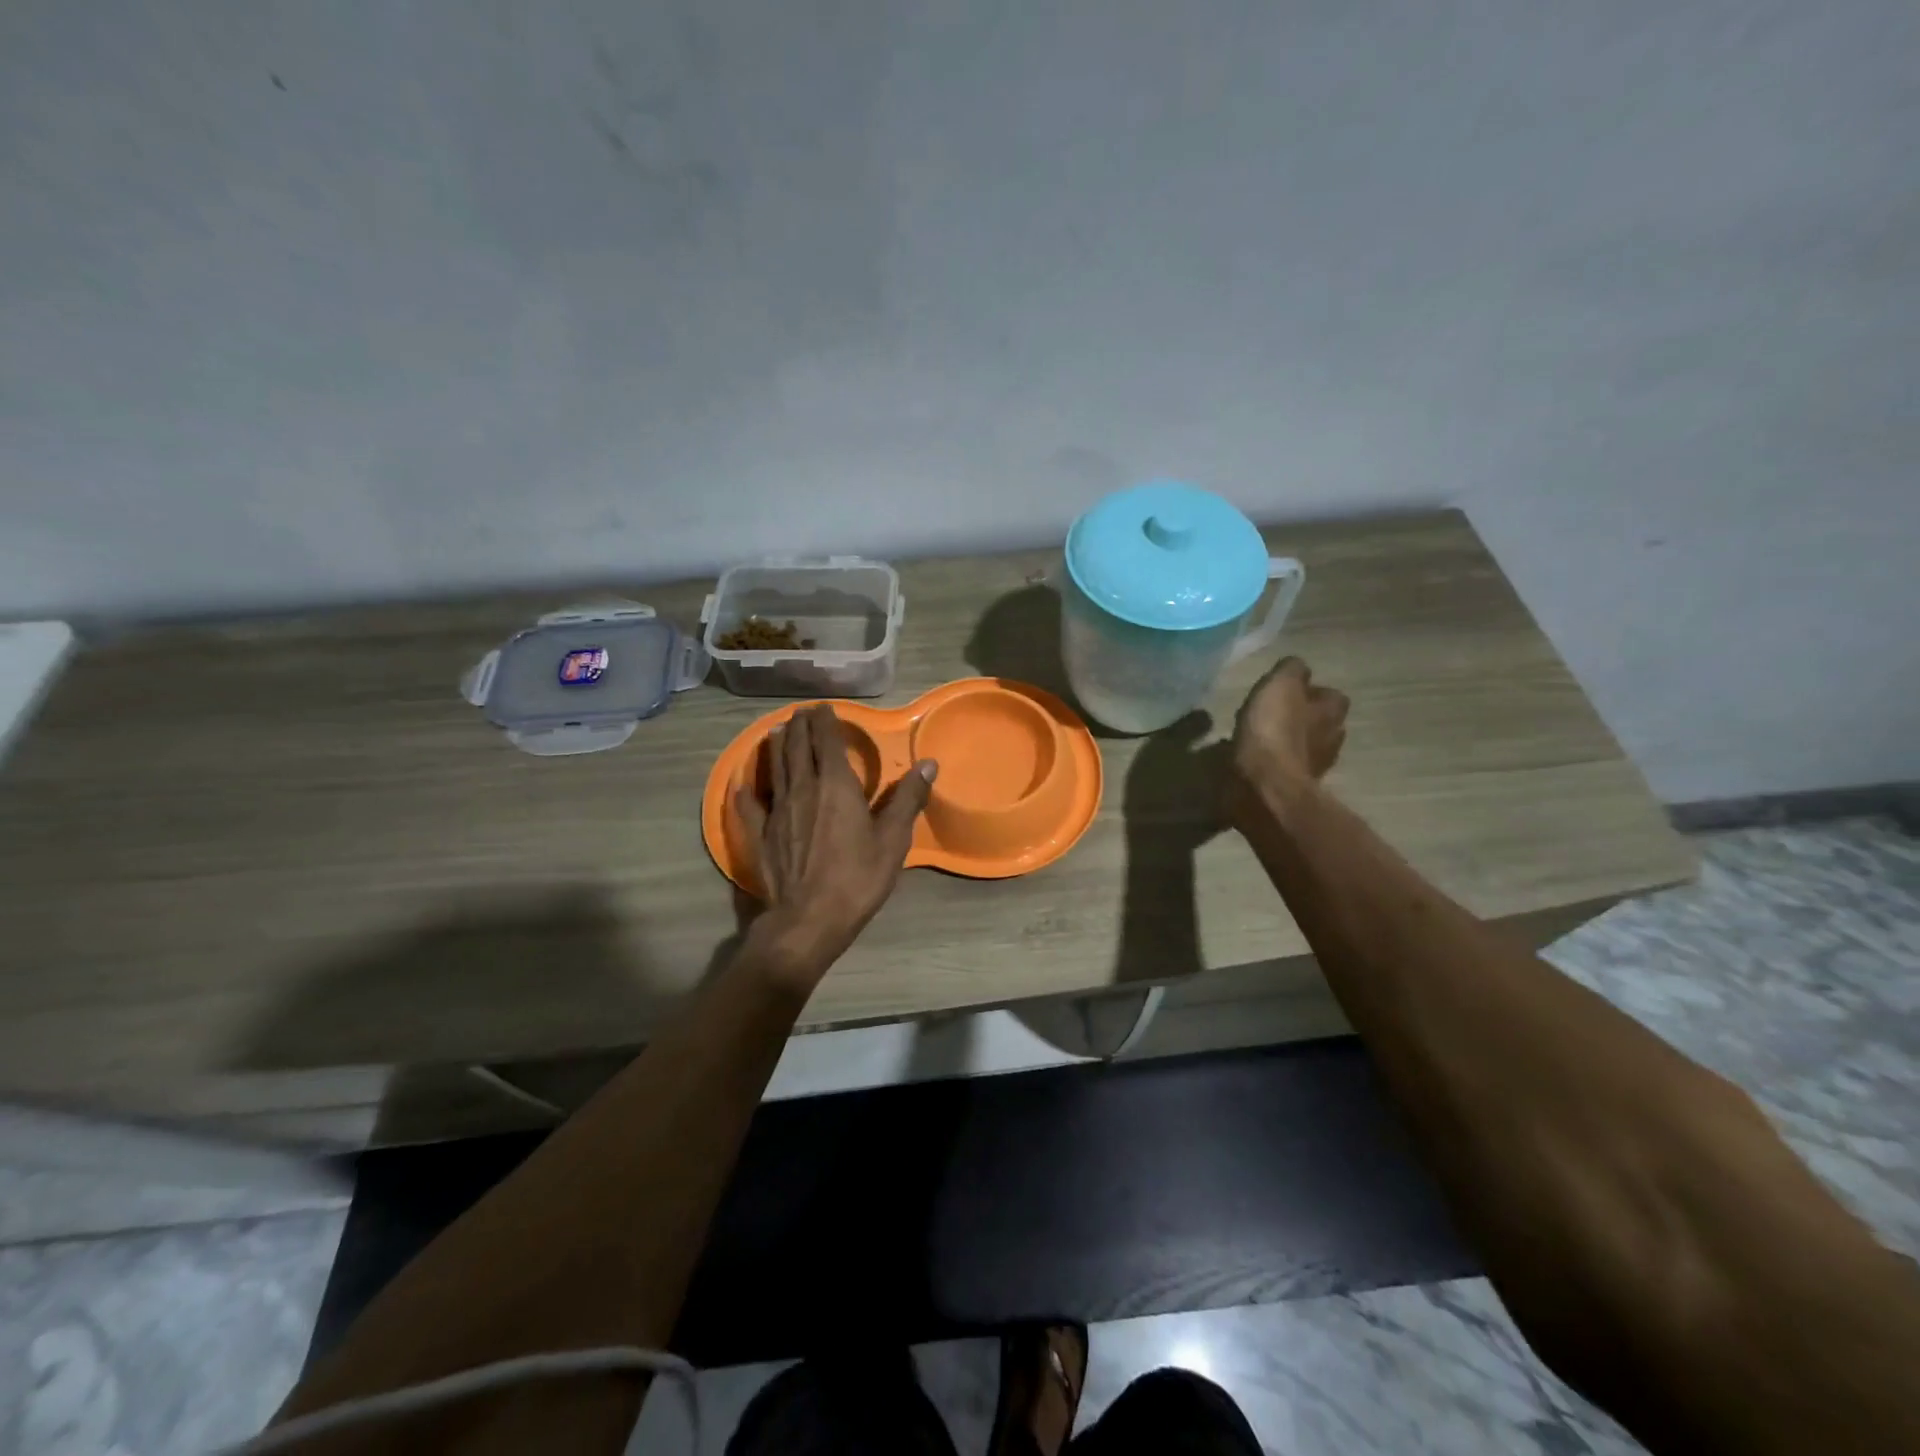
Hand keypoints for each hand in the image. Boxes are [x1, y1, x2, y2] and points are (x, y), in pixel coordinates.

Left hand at [733, 704, 936, 989]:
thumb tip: (928, 763)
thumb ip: (908, 798)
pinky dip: (746, 790)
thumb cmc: (857, 878)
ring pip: (775, 769)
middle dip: (800, 727)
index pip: (827, 742)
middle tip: (801, 712)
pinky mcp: (760, 835)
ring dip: (778, 746)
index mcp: (836, 785)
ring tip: (778, 731)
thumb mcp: (893, 839)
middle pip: (798, 749)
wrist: (809, 919)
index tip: (823, 706)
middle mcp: (803, 789)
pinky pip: (749, 806)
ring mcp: (777, 811)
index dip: (825, 722)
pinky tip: (741, 783)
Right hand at [1227, 657, 1349, 814]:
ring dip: (1288, 743)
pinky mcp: (1294, 789)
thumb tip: (1298, 668)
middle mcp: (1331, 739)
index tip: (1288, 692)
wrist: (1265, 788)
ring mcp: (1315, 768)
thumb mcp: (1280, 686)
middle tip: (1274, 715)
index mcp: (1331, 712)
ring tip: (1260, 739)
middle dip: (1303, 719)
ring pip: (1305, 748)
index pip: (1331, 695)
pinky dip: (1274, 764)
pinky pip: (1286, 770)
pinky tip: (1254, 761)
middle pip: (1321, 723)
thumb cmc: (1274, 731)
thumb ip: (1291, 670)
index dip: (1311, 692)